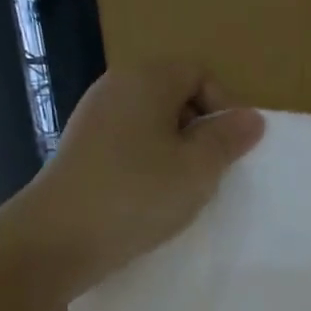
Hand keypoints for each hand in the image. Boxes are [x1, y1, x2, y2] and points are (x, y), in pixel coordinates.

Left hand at [19, 62, 264, 289]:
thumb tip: (251, 118)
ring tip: (182, 191)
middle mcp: (116, 88)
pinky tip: (151, 200)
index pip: (198, 72)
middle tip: (210, 173)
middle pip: (174, 96)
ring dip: (176, 154)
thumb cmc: (137, 194)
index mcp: (146, 79)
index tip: (230, 149)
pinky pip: (130, 147)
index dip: (223, 106)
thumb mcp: (198, 169)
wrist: (59, 237)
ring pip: (152, 125)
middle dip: (201, 131)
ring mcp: (94, 120)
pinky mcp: (83, 152)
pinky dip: (149, 167)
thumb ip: (228, 139)